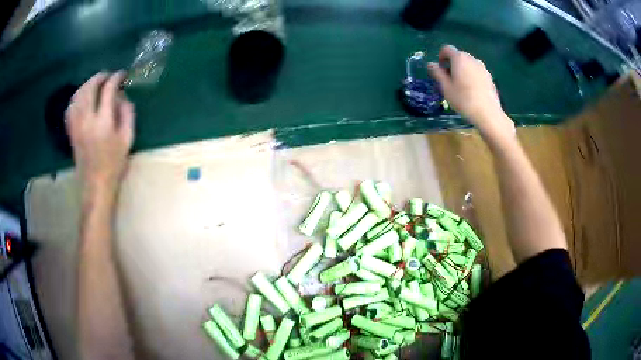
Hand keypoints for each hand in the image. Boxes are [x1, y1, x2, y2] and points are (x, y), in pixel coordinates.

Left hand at [66, 72, 134, 196]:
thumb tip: (122, 96)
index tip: (122, 75)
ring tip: (96, 83)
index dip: (116, 78)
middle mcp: (87, 120)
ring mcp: (77, 125)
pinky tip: (83, 97)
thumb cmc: (114, 164)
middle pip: (90, 88)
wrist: (95, 185)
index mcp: (103, 122)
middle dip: (100, 77)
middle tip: (108, 76)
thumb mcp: (127, 139)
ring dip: (87, 84)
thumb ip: (127, 114)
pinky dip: (77, 97)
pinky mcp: (71, 131)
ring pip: (78, 95)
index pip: (108, 90)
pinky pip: (70, 107)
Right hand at [428, 45, 514, 139]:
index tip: (440, 70)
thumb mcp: (446, 88)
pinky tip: (472, 92)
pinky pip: (476, 72)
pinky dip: (471, 77)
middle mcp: (472, 59)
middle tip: (449, 80)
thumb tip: (431, 64)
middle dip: (451, 64)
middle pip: (458, 56)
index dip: (440, 57)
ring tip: (461, 87)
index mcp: (459, 58)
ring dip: (462, 70)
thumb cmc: (464, 100)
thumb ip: (437, 73)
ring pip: (468, 64)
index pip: (446, 49)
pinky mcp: (489, 77)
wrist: (488, 114)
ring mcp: (482, 68)